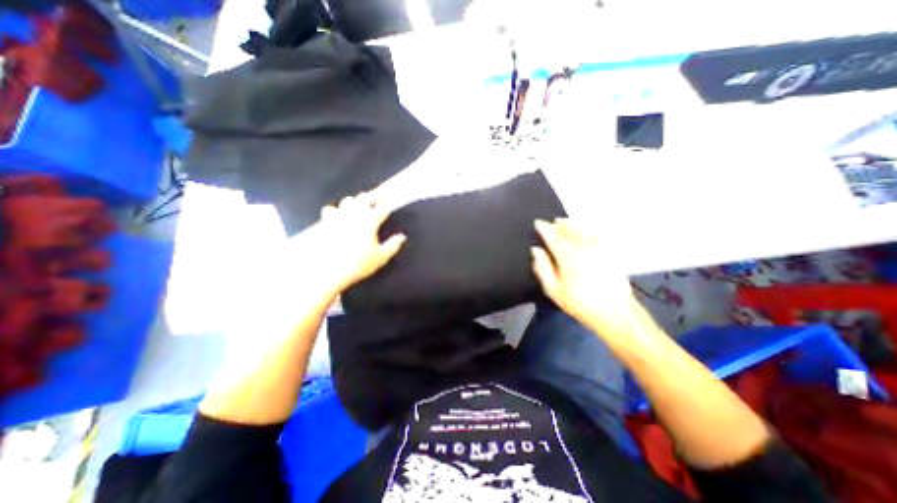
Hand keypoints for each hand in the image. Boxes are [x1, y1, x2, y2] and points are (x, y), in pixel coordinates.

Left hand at [301, 190, 407, 293]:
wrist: (326, 269)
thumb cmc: (358, 263)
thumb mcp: (380, 257)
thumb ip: (392, 245)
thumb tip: (402, 237)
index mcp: (370, 219)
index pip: (382, 207)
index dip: (387, 204)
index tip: (389, 204)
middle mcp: (355, 212)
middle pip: (364, 198)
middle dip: (371, 197)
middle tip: (374, 199)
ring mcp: (338, 214)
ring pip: (347, 201)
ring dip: (353, 203)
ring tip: (356, 208)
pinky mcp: (324, 220)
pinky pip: (330, 209)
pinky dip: (335, 211)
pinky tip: (336, 218)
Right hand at [531, 217, 645, 336]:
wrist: (614, 312)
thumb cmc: (578, 302)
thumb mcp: (553, 289)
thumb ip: (542, 267)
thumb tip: (536, 250)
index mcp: (566, 256)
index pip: (553, 236)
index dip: (544, 228)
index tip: (538, 222)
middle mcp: (582, 248)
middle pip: (569, 230)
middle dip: (559, 224)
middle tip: (552, 222)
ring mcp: (597, 249)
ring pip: (583, 230)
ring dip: (573, 224)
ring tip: (565, 221)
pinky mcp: (608, 254)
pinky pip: (598, 236)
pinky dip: (589, 229)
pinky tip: (587, 229)